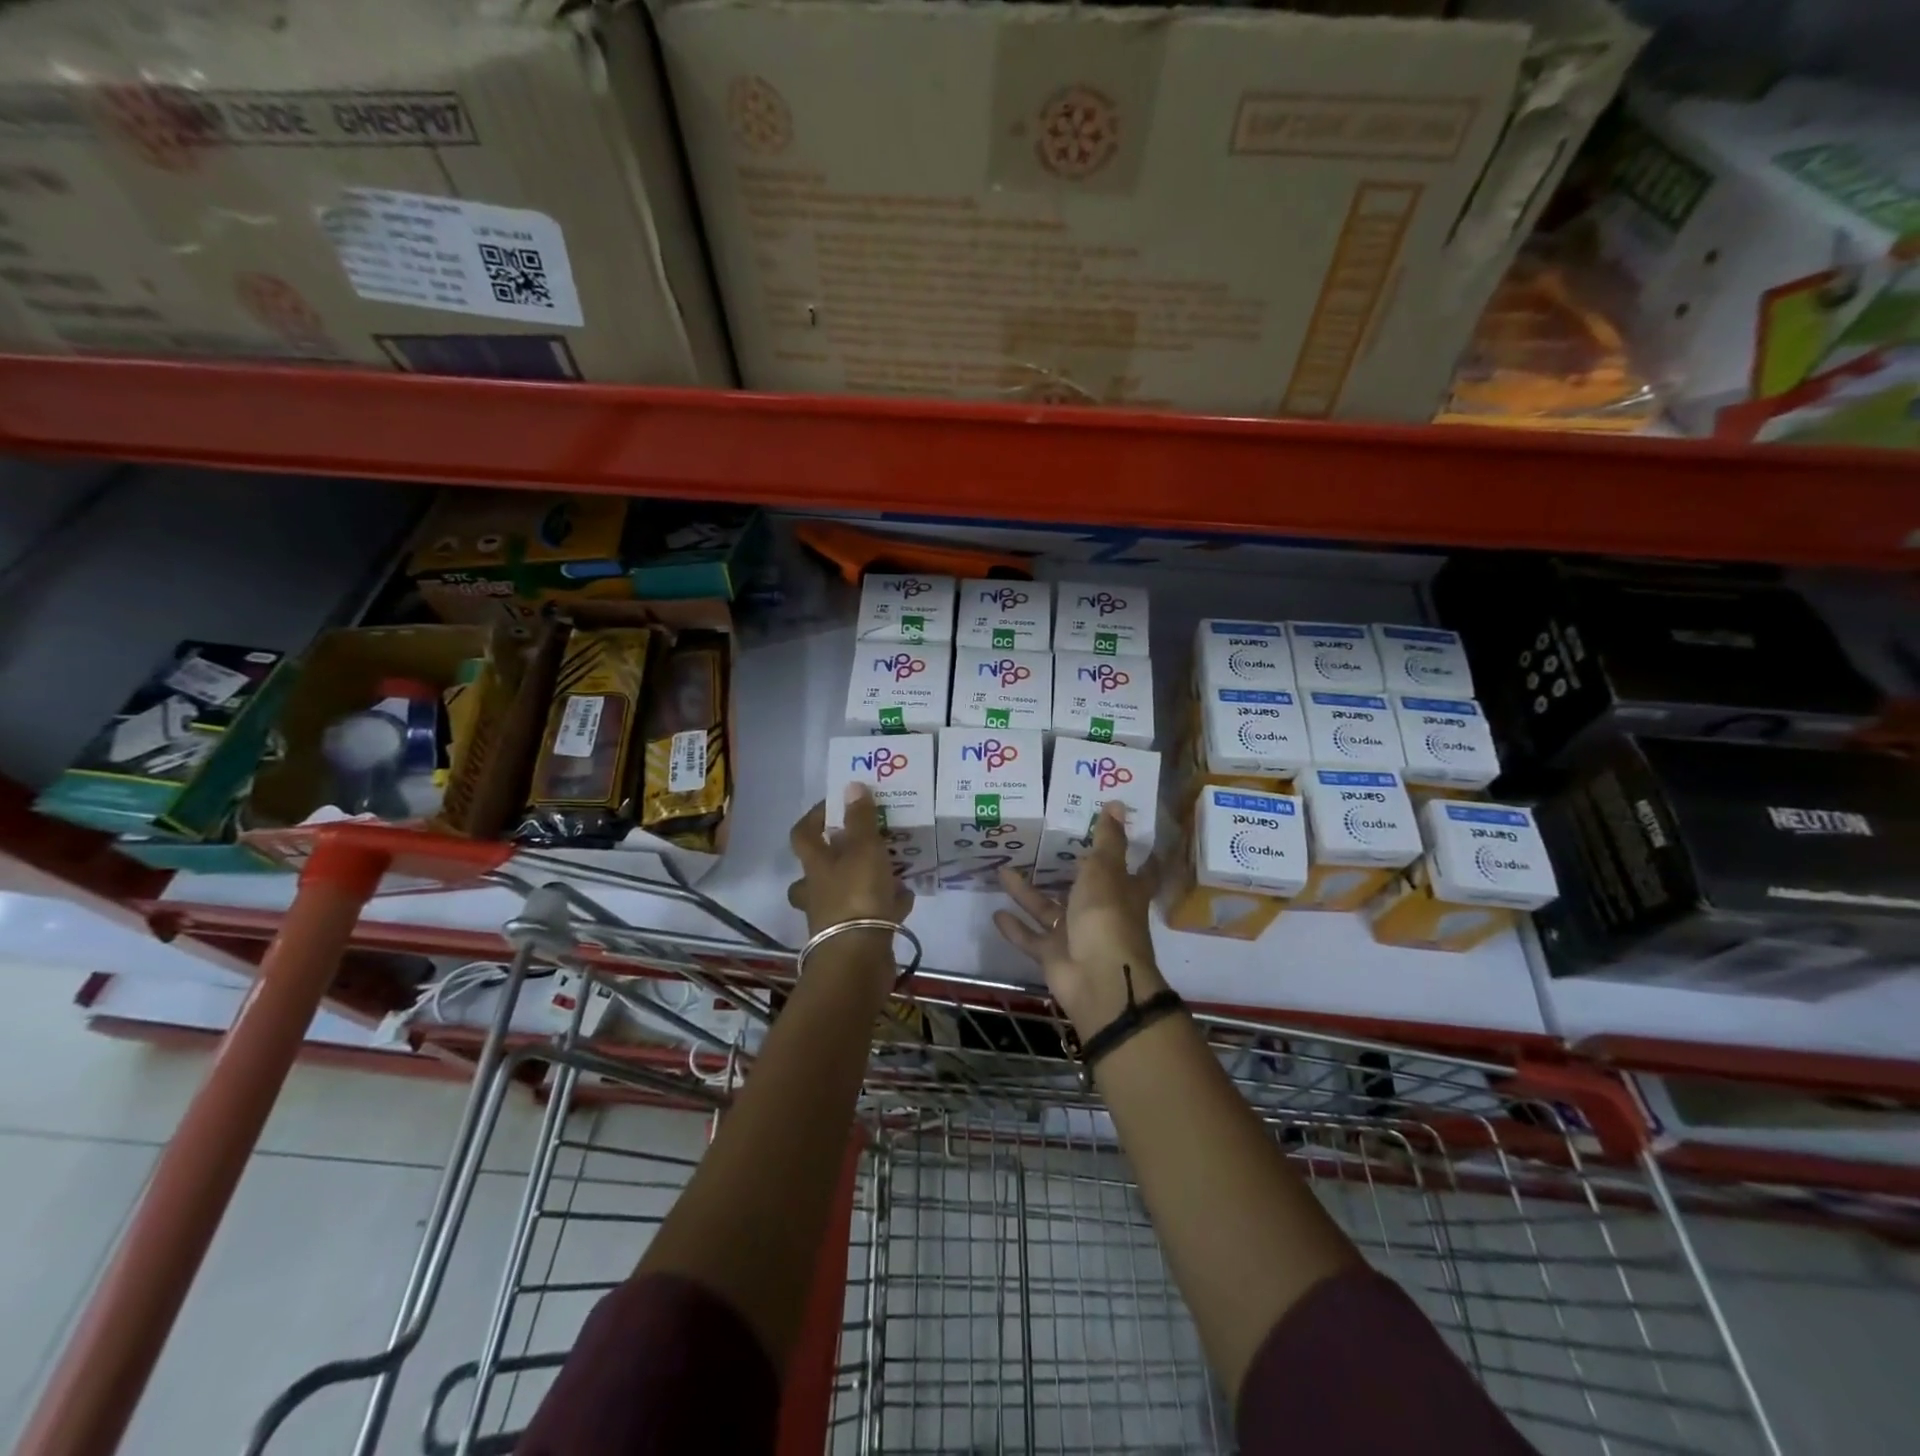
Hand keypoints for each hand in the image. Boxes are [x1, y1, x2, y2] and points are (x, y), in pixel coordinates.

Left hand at [787, 785, 914, 937]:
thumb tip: (851, 785)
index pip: (803, 834)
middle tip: (863, 843)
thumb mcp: (864, 849)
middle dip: (838, 856)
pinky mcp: (855, 937)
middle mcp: (818, 891)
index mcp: (815, 866)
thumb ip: (860, 819)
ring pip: (845, 892)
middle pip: (818, 870)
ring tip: (892, 867)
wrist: (858, 960)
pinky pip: (870, 914)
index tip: (837, 803)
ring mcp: (835, 918)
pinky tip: (906, 896)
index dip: (815, 816)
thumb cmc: (857, 896)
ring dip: (865, 879)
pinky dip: (886, 904)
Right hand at [994, 802, 1164, 1038]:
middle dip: (1065, 871)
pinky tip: (995, 912)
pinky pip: (1032, 938)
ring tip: (1002, 871)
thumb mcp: (1105, 870)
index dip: (1130, 853)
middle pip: (1083, 888)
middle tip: (1041, 846)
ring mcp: (1077, 936)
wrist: (1097, 978)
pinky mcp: (1055, 956)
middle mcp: (1101, 912)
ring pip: (1049, 910)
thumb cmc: (1106, 915)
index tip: (1118, 836)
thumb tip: (1116, 804)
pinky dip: (1015, 928)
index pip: (1134, 870)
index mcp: (1123, 891)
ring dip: (1026, 893)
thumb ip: (1106, 839)